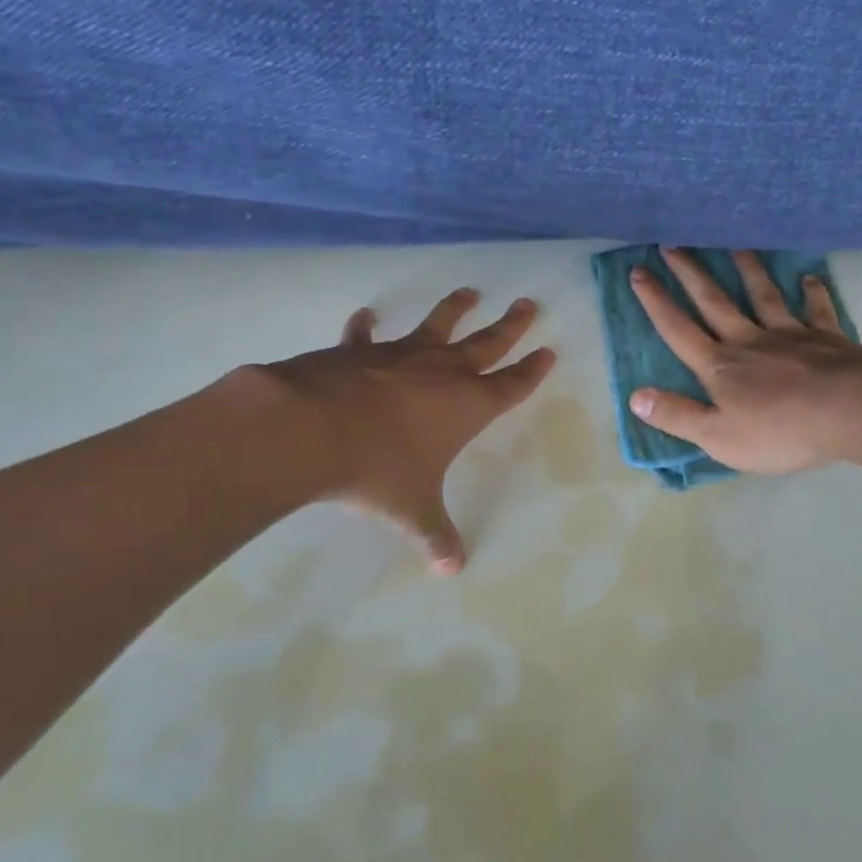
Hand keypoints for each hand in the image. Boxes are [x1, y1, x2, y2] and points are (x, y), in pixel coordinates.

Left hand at [245, 289, 554, 572]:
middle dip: (511, 326)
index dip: (532, 370)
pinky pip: (365, 336)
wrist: (312, 430)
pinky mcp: (359, 352)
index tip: (549, 351)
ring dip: (454, 309)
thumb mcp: (411, 509)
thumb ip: (434, 535)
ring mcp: (400, 356)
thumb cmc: (377, 469)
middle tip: (528, 304)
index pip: (511, 385)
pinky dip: (365, 327)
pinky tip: (366, 315)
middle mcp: (441, 373)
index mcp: (466, 406)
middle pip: (487, 343)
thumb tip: (452, 569)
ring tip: (469, 292)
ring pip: (437, 326)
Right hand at [628, 249, 861, 474]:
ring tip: (734, 244)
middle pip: (714, 301)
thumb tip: (635, 396)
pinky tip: (808, 278)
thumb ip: (677, 416)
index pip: (678, 330)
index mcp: (719, 366)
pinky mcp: (825, 337)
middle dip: (689, 273)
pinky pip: (815, 310)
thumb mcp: (718, 437)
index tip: (639, 271)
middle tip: (672, 243)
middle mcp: (748, 340)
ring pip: (762, 295)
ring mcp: (788, 334)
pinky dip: (811, 292)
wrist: (848, 410)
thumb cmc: (779, 430)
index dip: (656, 302)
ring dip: (747, 269)